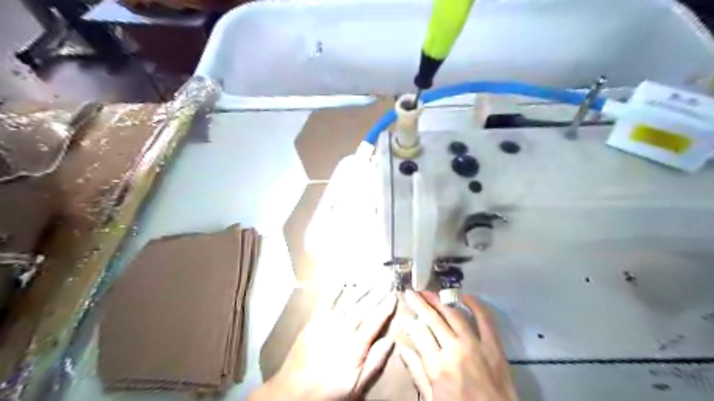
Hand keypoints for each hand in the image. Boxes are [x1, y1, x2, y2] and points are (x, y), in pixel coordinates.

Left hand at [251, 286, 394, 400]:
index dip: (386, 308)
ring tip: (372, 279)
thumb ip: (374, 363)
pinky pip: (328, 301)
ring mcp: (327, 323)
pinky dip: (336, 290)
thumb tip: (390, 341)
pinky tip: (344, 281)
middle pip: (363, 308)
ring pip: (348, 301)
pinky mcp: (314, 321)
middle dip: (376, 293)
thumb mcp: (356, 385)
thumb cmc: (328, 390)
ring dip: (361, 289)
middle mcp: (343, 330)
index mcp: (355, 347)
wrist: (293, 390)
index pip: (375, 321)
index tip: (394, 296)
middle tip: (386, 281)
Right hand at [396, 291, 518, 400]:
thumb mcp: (433, 399)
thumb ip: (418, 373)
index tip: (406, 314)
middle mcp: (455, 350)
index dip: (411, 321)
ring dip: (439, 300)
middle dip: (420, 303)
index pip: (420, 333)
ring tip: (428, 292)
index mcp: (438, 367)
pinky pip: (485, 318)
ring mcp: (476, 345)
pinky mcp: (494, 345)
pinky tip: (462, 295)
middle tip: (411, 292)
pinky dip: (474, 304)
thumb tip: (403, 348)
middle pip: (433, 319)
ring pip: (454, 314)